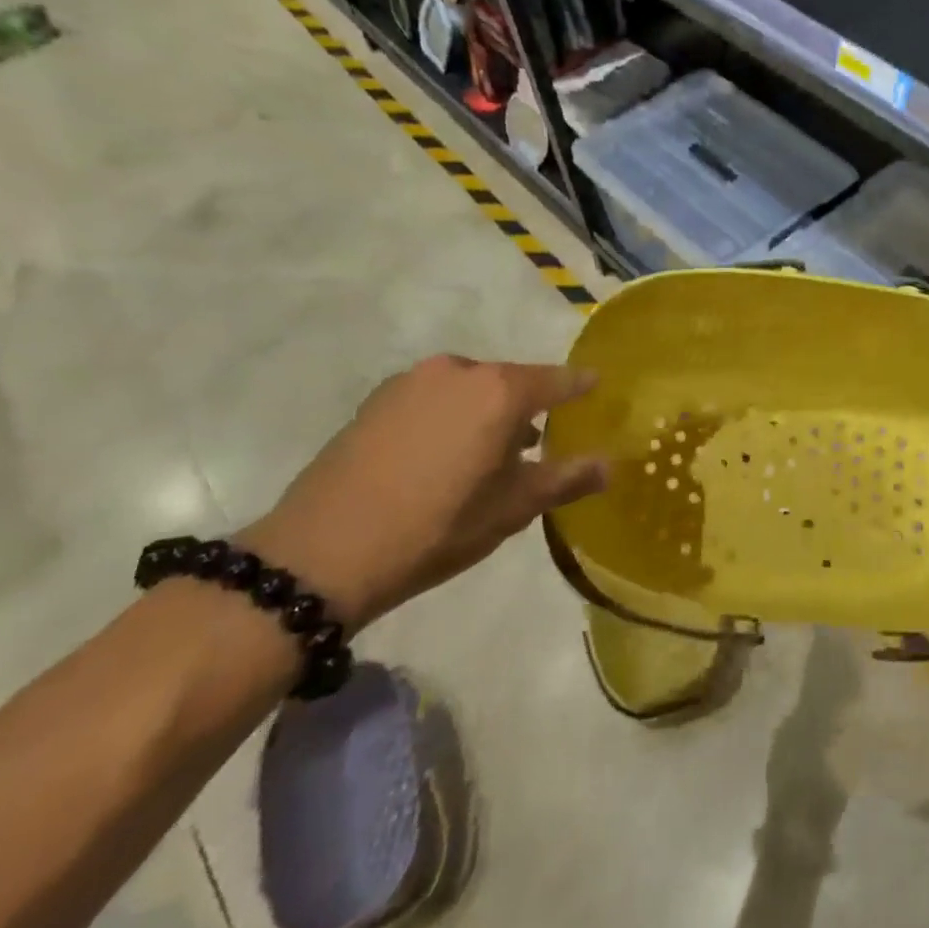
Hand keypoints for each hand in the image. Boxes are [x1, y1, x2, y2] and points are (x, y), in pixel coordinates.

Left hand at [241, 356, 605, 631]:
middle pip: (509, 381)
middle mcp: (457, 372)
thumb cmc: (436, 527)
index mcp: (499, 391)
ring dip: (486, 411)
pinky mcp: (374, 403)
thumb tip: (608, 465)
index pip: (556, 380)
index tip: (597, 385)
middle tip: (539, 439)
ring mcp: (410, 383)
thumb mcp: (512, 509)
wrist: (319, 555)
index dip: (579, 385)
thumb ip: (565, 479)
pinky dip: (450, 416)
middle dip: (527, 405)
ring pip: (468, 389)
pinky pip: (432, 399)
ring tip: (490, 451)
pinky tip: (443, 454)